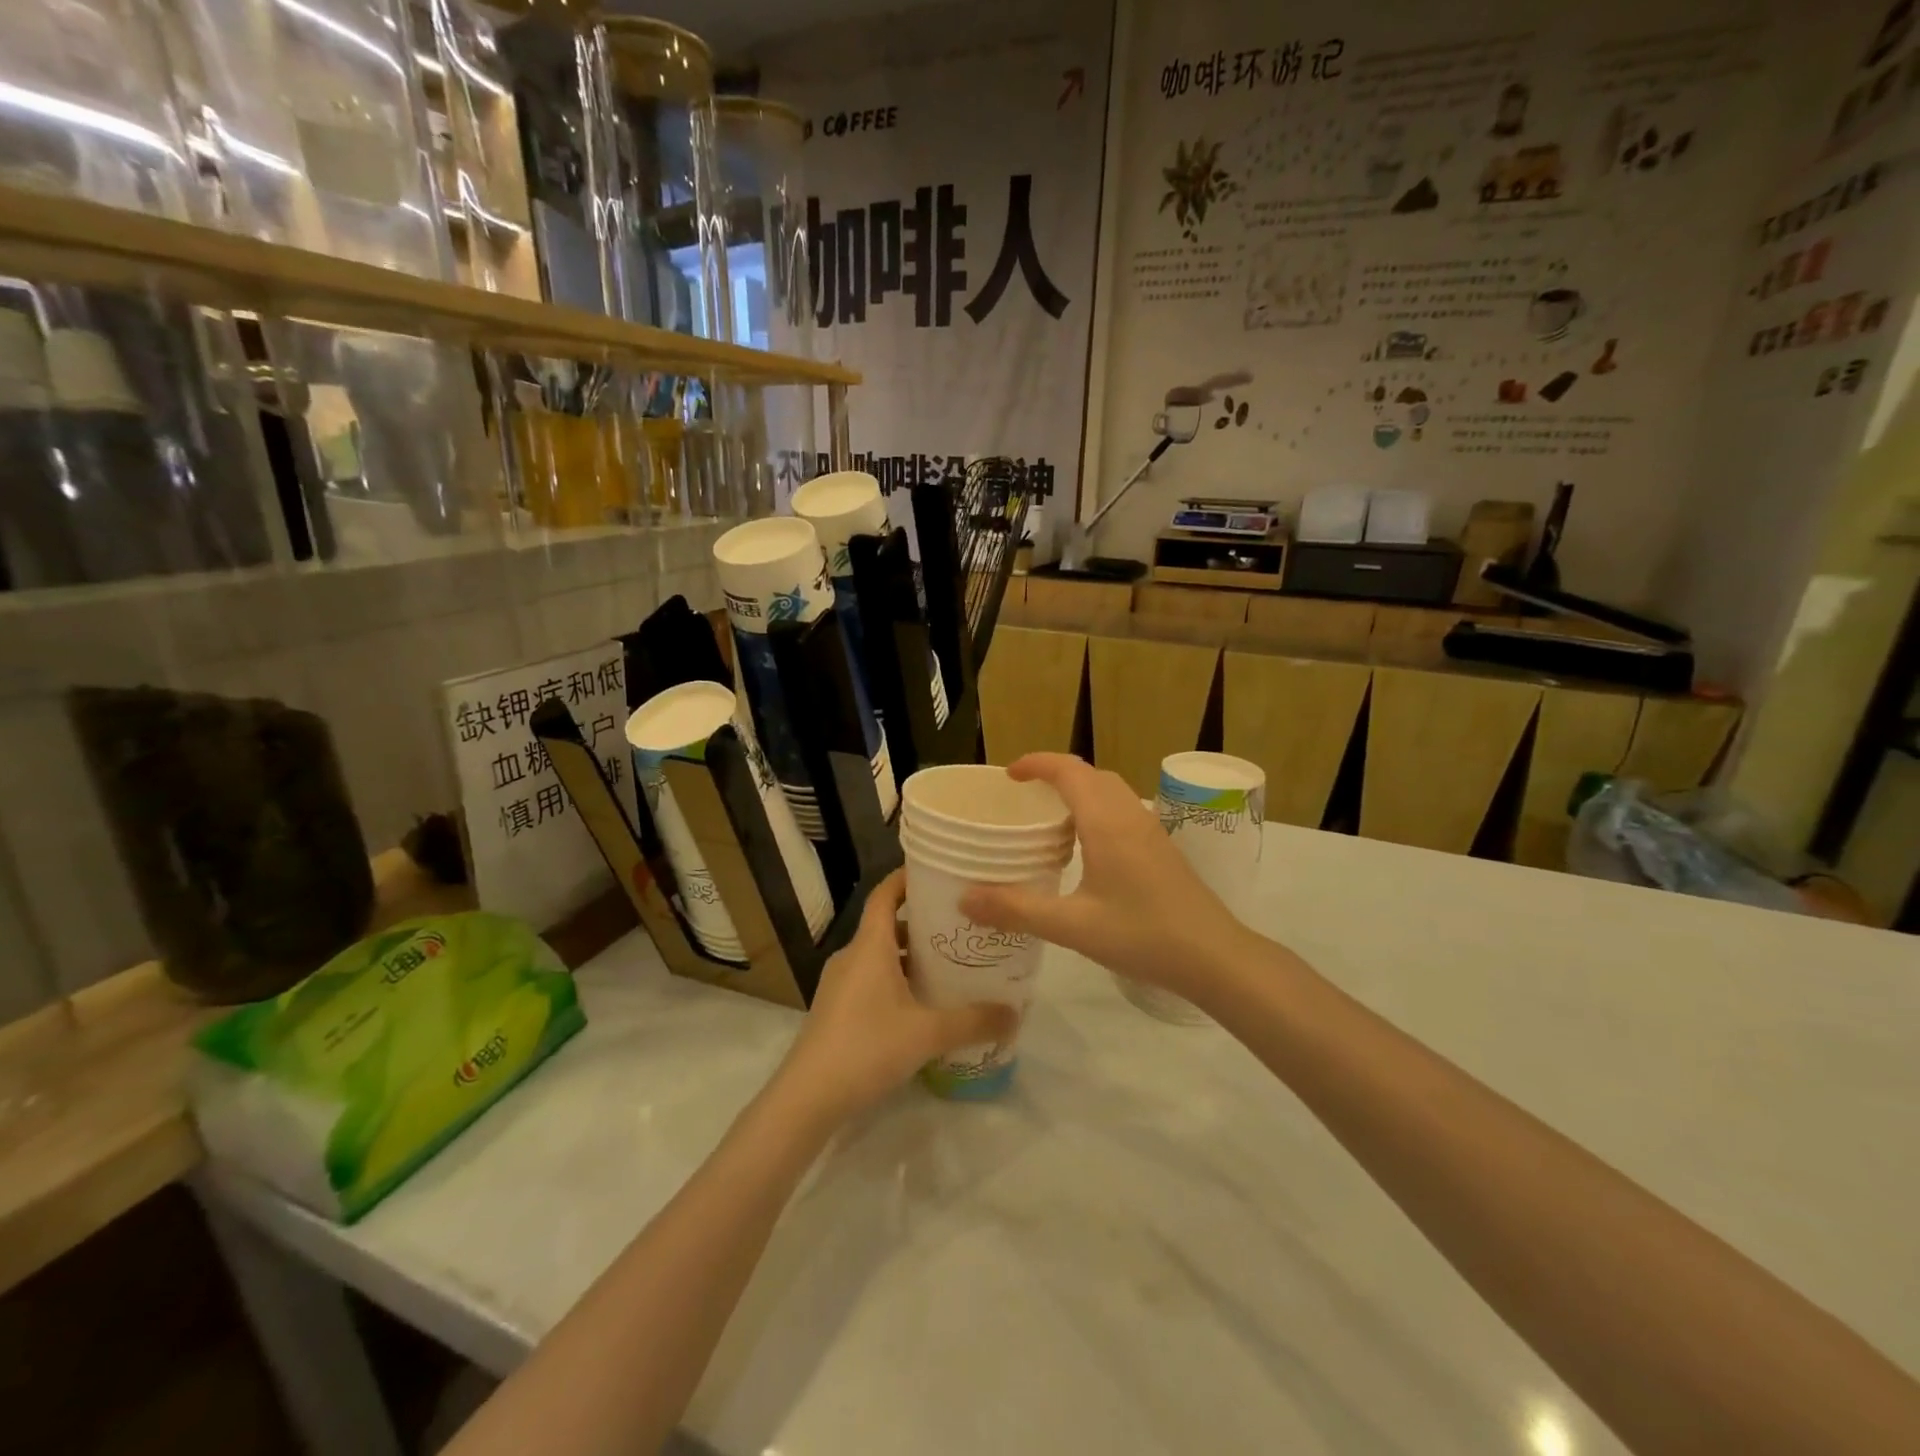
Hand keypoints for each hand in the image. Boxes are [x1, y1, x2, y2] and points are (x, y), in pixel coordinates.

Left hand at [778, 869, 1017, 1124]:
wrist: (807, 1098)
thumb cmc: (867, 1048)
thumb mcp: (928, 1034)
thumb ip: (973, 1021)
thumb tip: (1014, 1013)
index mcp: (869, 946)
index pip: (885, 893)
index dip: (907, 878)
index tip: (939, 873)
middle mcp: (852, 956)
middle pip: (886, 924)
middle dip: (922, 922)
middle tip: (961, 927)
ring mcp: (840, 984)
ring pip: (879, 955)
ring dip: (910, 955)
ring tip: (949, 965)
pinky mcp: (836, 1009)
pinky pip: (871, 979)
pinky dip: (897, 979)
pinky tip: (922, 1004)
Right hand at [960, 754, 1246, 995]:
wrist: (1214, 956)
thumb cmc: (1143, 935)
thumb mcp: (1073, 927)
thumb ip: (1017, 910)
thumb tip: (965, 898)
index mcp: (1106, 822)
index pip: (1068, 770)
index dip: (1036, 763)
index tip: (1008, 775)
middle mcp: (1129, 815)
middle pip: (1090, 775)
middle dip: (1055, 774)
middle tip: (1024, 796)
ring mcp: (1150, 830)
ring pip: (1110, 791)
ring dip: (1079, 790)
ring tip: (1049, 818)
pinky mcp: (1161, 848)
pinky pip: (1122, 810)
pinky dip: (1096, 810)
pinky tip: (1085, 848)